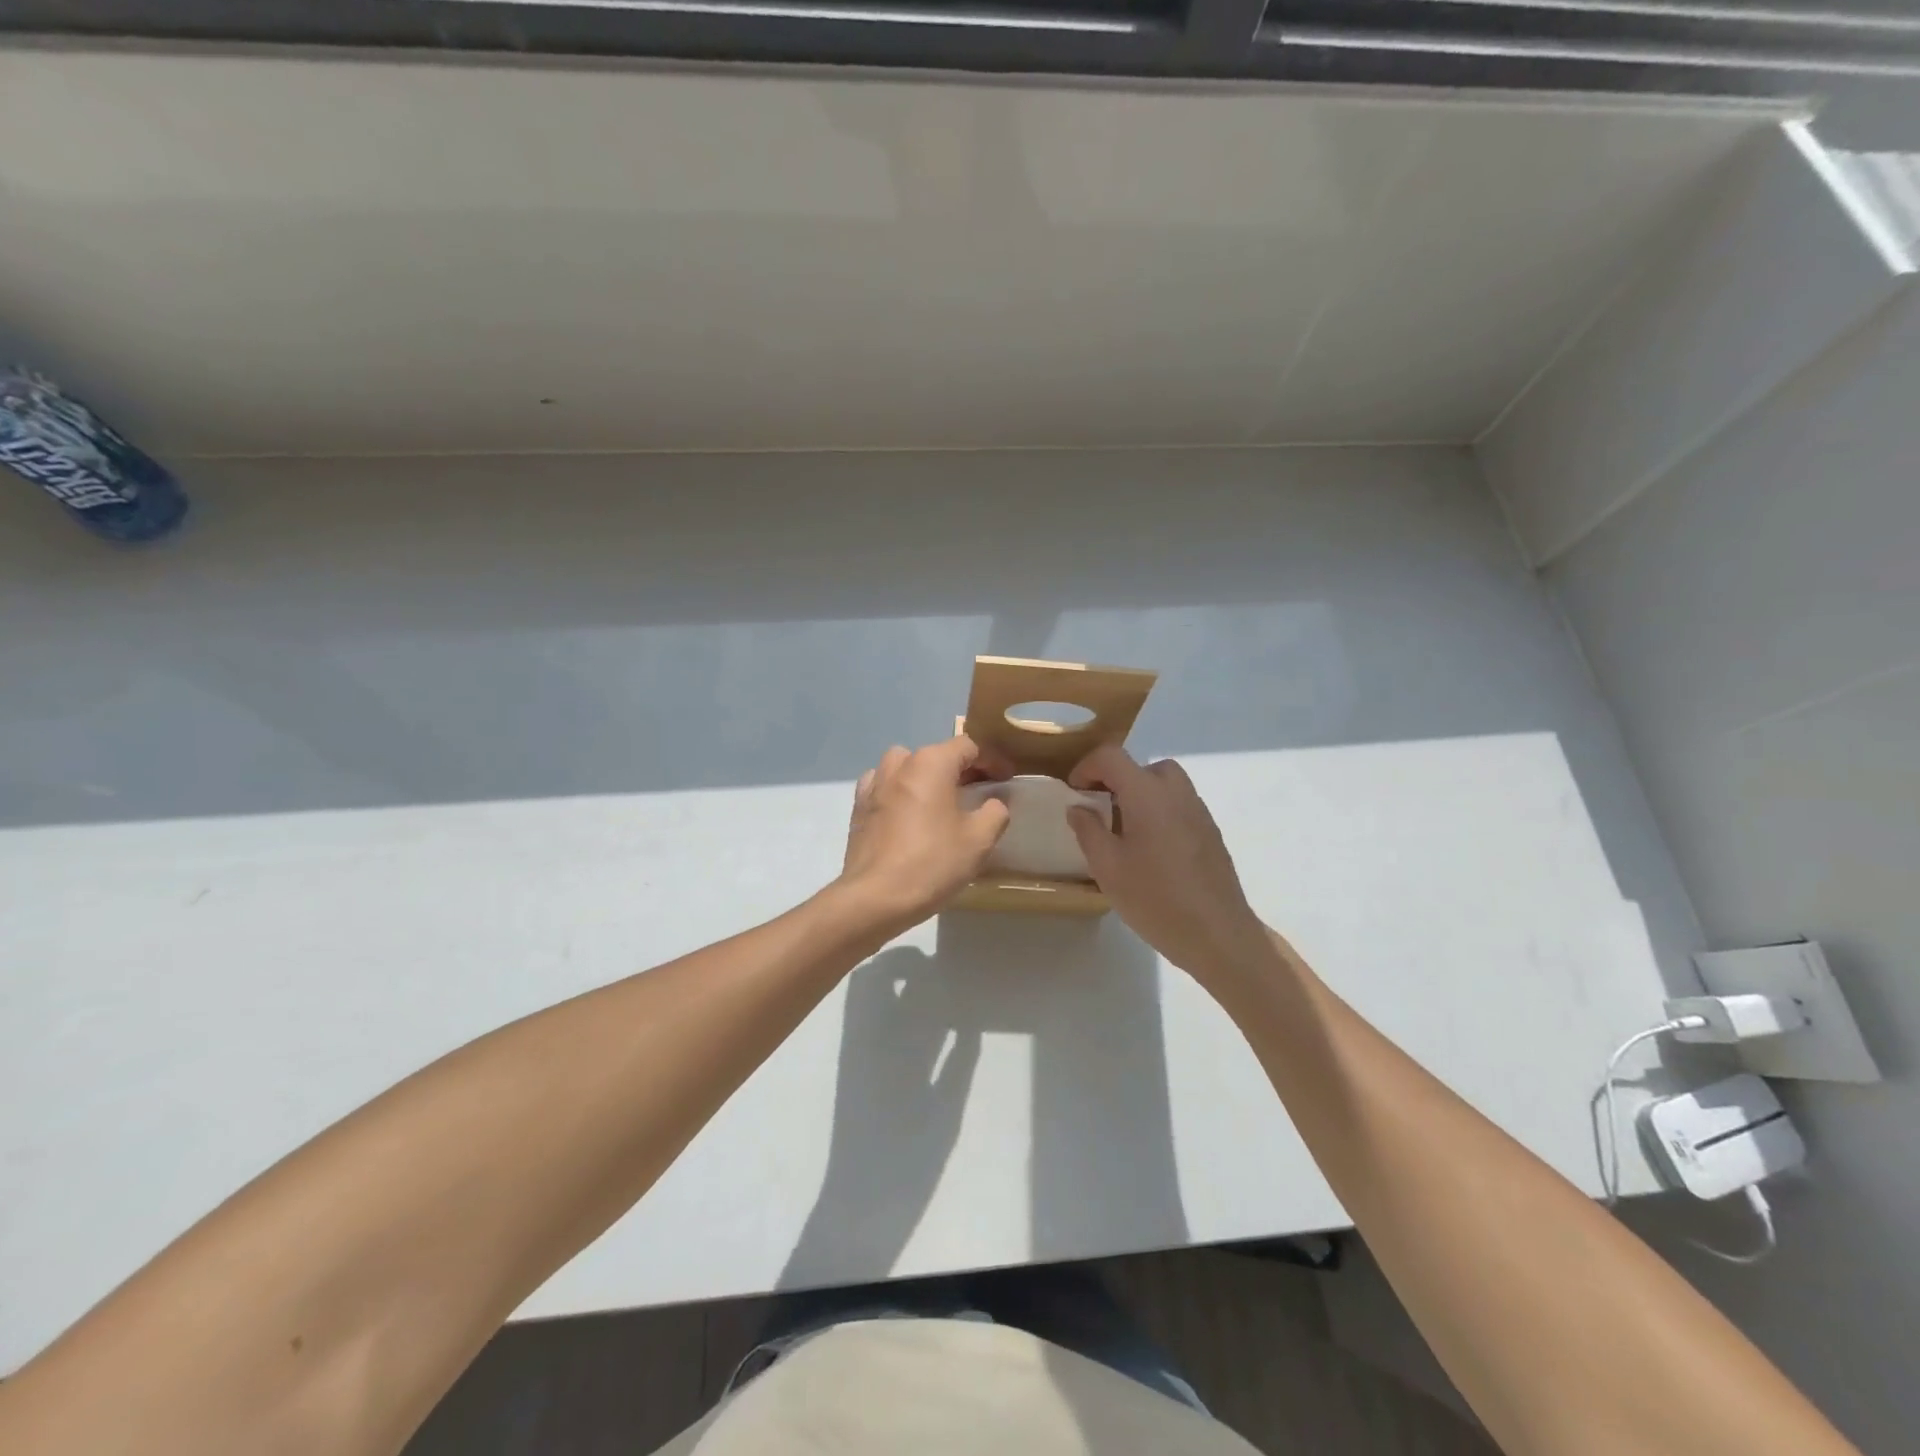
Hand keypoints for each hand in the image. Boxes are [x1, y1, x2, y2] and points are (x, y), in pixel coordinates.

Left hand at [836, 736, 1012, 933]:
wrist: (875, 897)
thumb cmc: (932, 862)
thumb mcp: (979, 840)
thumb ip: (995, 812)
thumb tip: (994, 802)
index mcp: (931, 763)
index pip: (968, 747)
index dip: (991, 761)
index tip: (1006, 779)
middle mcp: (900, 764)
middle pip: (937, 755)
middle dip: (961, 770)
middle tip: (979, 793)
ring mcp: (874, 784)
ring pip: (906, 766)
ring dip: (926, 777)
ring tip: (941, 801)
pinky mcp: (859, 807)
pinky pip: (884, 787)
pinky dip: (900, 792)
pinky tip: (908, 814)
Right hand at [1067, 745, 1270, 985]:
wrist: (1217, 934)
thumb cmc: (1155, 899)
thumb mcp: (1107, 867)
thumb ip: (1088, 830)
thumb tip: (1078, 808)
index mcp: (1147, 794)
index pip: (1111, 756)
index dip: (1086, 767)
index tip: (1074, 793)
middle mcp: (1176, 792)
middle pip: (1142, 766)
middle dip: (1116, 780)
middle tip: (1100, 810)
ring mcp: (1198, 811)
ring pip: (1164, 784)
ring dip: (1139, 795)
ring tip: (1124, 831)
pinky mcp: (1210, 831)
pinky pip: (1179, 805)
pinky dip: (1159, 811)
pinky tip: (1151, 850)